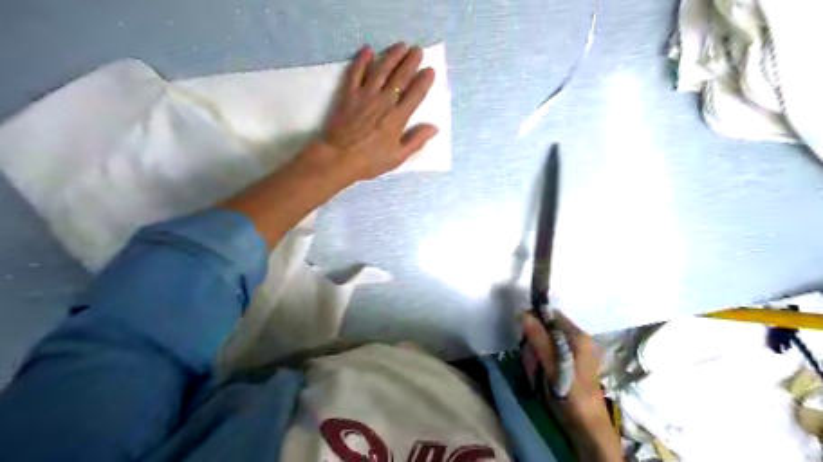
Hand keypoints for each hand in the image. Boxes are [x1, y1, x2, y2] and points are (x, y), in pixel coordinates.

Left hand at [306, 42, 439, 181]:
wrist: (339, 157)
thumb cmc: (370, 160)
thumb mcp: (398, 157)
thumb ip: (416, 140)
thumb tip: (434, 127)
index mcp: (398, 118)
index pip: (415, 94)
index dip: (424, 81)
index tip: (429, 70)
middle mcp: (384, 101)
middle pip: (400, 77)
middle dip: (410, 62)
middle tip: (417, 50)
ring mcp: (365, 95)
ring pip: (381, 70)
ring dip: (392, 56)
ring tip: (401, 45)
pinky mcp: (349, 94)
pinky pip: (356, 72)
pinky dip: (362, 60)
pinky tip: (368, 50)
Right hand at [524, 310, 620, 461]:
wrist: (587, 426)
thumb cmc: (571, 394)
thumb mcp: (552, 365)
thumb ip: (539, 338)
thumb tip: (524, 313)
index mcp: (578, 336)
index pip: (551, 315)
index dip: (534, 321)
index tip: (523, 336)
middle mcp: (578, 340)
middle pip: (546, 329)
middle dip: (534, 343)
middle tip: (531, 362)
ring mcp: (575, 352)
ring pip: (545, 343)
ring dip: (535, 355)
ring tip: (536, 374)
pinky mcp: (570, 363)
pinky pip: (549, 354)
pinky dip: (541, 362)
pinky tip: (540, 376)